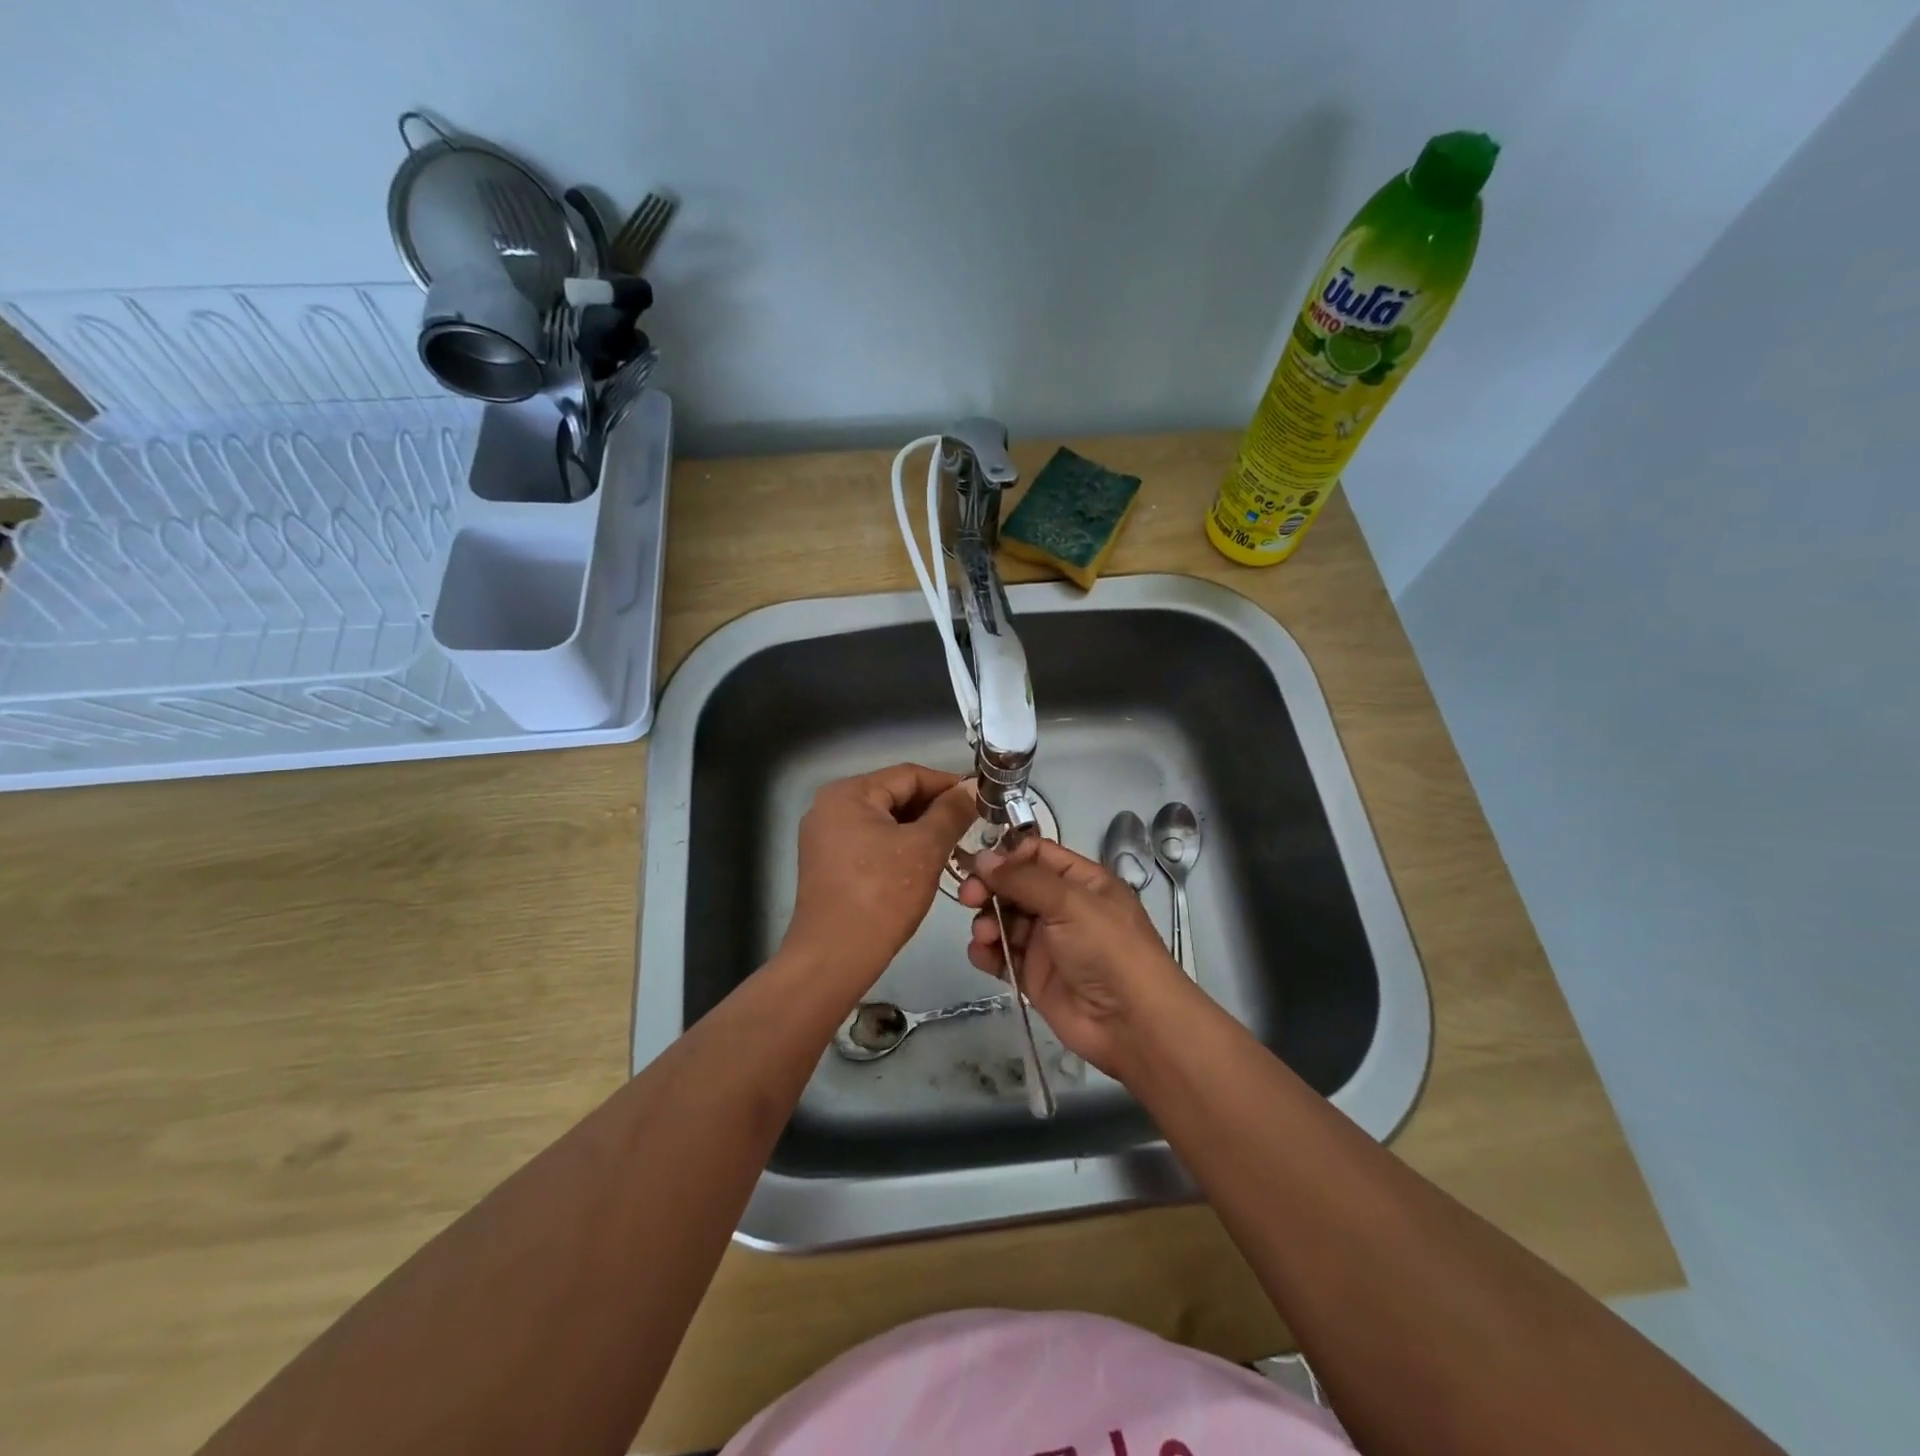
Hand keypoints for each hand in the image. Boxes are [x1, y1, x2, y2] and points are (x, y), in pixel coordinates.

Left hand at [783, 764, 978, 993]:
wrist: (834, 957)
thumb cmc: (881, 895)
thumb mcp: (925, 849)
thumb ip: (952, 812)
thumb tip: (973, 788)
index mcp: (848, 793)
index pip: (909, 774)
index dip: (948, 784)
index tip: (981, 799)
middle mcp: (830, 807)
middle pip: (894, 795)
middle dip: (934, 809)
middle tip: (972, 825)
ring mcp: (825, 837)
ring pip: (884, 821)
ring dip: (919, 830)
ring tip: (954, 845)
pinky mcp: (827, 864)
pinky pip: (871, 842)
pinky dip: (899, 847)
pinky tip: (923, 864)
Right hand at [960, 836, 1192, 1075]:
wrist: (1131, 1023)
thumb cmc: (1108, 949)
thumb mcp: (1070, 903)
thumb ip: (1023, 879)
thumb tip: (982, 857)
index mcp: (1081, 881)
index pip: (1037, 854)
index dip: (1008, 856)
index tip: (982, 865)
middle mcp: (1063, 907)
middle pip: (1015, 886)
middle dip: (989, 888)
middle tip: (969, 897)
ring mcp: (1047, 942)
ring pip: (1004, 919)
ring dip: (986, 921)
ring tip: (984, 934)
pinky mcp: (1033, 975)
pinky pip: (1001, 954)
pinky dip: (986, 951)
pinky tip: (981, 953)